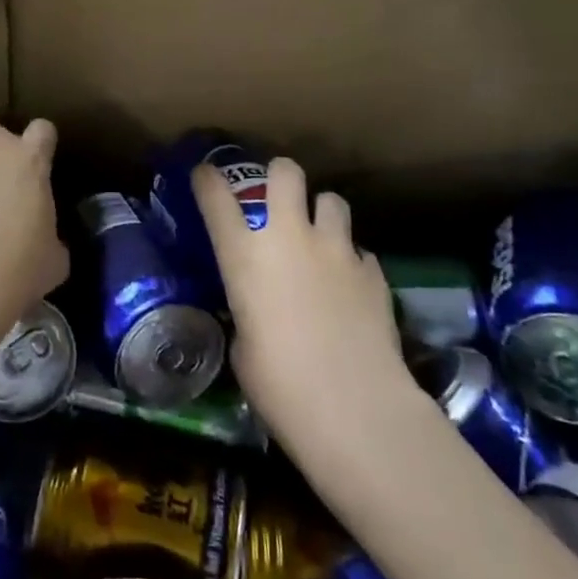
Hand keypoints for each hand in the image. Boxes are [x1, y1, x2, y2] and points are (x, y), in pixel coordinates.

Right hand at [194, 157, 408, 448]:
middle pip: (285, 172)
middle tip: (278, 199)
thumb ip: (247, 313)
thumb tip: (257, 312)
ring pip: (331, 199)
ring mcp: (336, 249)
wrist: (354, 406)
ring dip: (321, 214)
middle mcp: (289, 236)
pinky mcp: (372, 271)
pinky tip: (350, 287)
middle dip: (279, 177)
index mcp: (244, 254)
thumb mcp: (243, 347)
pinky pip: (358, 250)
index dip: (207, 179)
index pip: (215, 195)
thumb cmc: (280, 384)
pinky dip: (351, 261)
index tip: (205, 176)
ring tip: (321, 239)